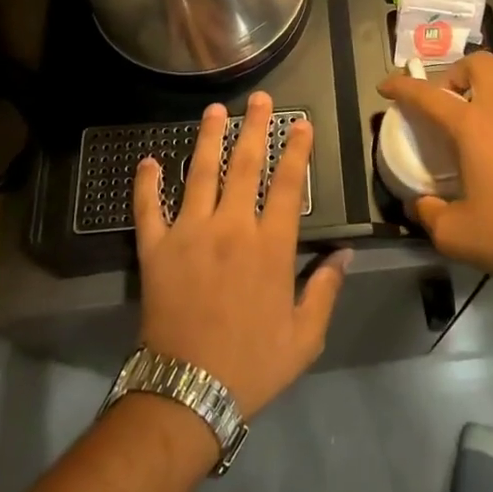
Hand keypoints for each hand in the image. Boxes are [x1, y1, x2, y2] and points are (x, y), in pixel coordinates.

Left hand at [133, 92, 349, 420]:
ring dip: (208, 138)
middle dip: (255, 127)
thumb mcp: (304, 336)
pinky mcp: (156, 249)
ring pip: (200, 173)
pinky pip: (148, 208)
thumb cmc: (252, 364)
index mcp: (270, 246)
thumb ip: (325, 289)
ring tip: (214, 110)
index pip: (288, 184)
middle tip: (259, 98)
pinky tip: (148, 161)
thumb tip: (346, 253)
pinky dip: (146, 184)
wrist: (188, 393)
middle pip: (245, 165)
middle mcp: (231, 227)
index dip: (295, 149)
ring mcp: (189, 233)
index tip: (300, 122)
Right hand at [378, 53, 492, 282]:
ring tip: (476, 117)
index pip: (428, 94)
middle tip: (445, 101)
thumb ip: (430, 214)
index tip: (386, 86)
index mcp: (472, 125)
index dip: (402, 86)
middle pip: (479, 64)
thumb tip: (420, 205)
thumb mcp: (455, 234)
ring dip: (487, 86)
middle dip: (456, 73)